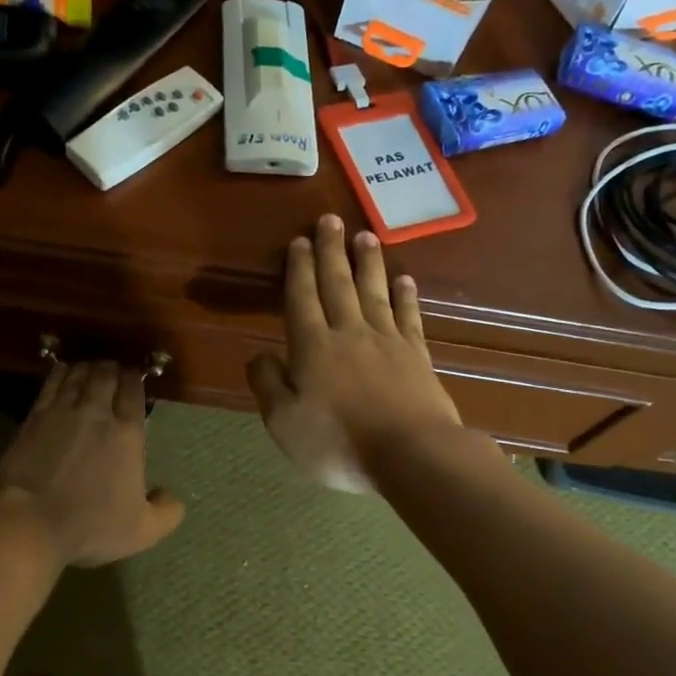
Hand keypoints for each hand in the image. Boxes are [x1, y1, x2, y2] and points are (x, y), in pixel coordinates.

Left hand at [0, 360, 185, 566]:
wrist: (32, 523)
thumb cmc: (91, 526)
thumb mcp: (143, 530)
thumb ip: (167, 511)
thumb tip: (171, 495)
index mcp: (127, 433)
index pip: (133, 391)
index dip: (135, 378)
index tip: (135, 375)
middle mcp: (97, 413)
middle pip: (106, 375)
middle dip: (112, 368)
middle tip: (114, 369)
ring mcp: (62, 411)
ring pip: (78, 375)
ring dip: (88, 367)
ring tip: (91, 367)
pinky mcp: (34, 417)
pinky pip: (51, 384)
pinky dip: (61, 372)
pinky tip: (63, 370)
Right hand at [247, 214, 462, 491]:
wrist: (412, 455)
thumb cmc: (339, 443)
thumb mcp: (284, 423)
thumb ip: (267, 385)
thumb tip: (258, 355)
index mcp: (313, 347)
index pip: (302, 298)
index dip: (299, 269)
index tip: (299, 241)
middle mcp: (349, 333)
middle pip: (339, 284)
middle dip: (331, 251)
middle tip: (330, 220)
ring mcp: (387, 341)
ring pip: (374, 292)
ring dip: (368, 262)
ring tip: (365, 235)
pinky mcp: (417, 356)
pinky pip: (408, 316)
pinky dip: (405, 295)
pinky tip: (403, 280)